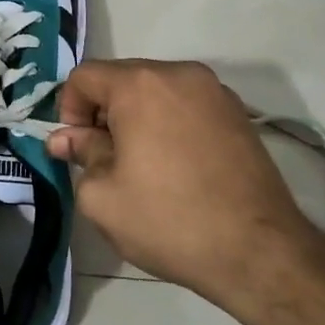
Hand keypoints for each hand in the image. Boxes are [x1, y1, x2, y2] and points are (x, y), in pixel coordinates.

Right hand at [46, 59, 315, 299]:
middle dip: (103, 113)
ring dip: (137, 118)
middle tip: (105, 159)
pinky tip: (175, 166)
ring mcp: (215, 91)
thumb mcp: (102, 196)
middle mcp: (179, 73)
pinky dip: (170, 124)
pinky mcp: (238, 113)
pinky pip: (186, 105)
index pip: (85, 76)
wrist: (258, 251)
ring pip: (156, 91)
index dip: (68, 109)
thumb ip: (80, 154)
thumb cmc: (169, 220)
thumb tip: (67, 138)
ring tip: (142, 165)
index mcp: (139, 84)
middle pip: (122, 79)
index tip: (77, 148)